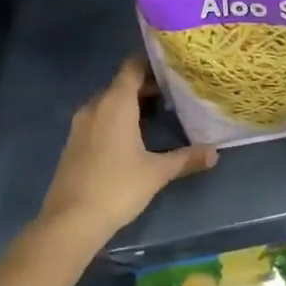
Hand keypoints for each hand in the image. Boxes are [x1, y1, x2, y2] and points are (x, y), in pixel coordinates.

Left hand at [38, 57, 216, 245]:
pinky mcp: (73, 142)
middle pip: (122, 84)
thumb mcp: (157, 172)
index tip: (173, 68)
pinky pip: (98, 118)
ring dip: (130, 104)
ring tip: (157, 115)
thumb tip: (215, 152)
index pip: (132, 66)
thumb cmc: (117, 187)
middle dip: (146, 86)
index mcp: (116, 103)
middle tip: (174, 95)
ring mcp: (80, 124)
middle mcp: (95, 105)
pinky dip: (115, 119)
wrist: (70, 221)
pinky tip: (132, 138)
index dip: (152, 63)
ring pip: (108, 102)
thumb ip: (186, 158)